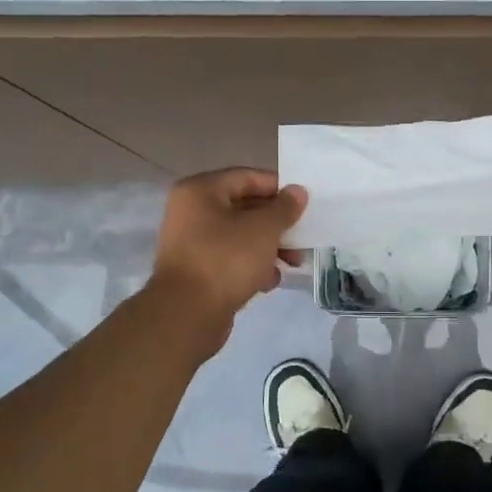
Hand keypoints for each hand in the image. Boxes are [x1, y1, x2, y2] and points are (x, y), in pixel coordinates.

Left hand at [149, 169, 306, 333]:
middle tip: (302, 236)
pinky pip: (230, 258)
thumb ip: (284, 208)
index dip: (279, 188)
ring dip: (268, 247)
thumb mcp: (263, 229)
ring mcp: (192, 242)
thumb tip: (297, 192)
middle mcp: (191, 211)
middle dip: (277, 223)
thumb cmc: (226, 260)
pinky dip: (251, 265)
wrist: (187, 314)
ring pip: (240, 235)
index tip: (304, 203)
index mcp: (200, 191)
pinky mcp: (197, 269)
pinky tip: (269, 281)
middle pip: (244, 207)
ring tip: (292, 263)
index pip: (247, 177)